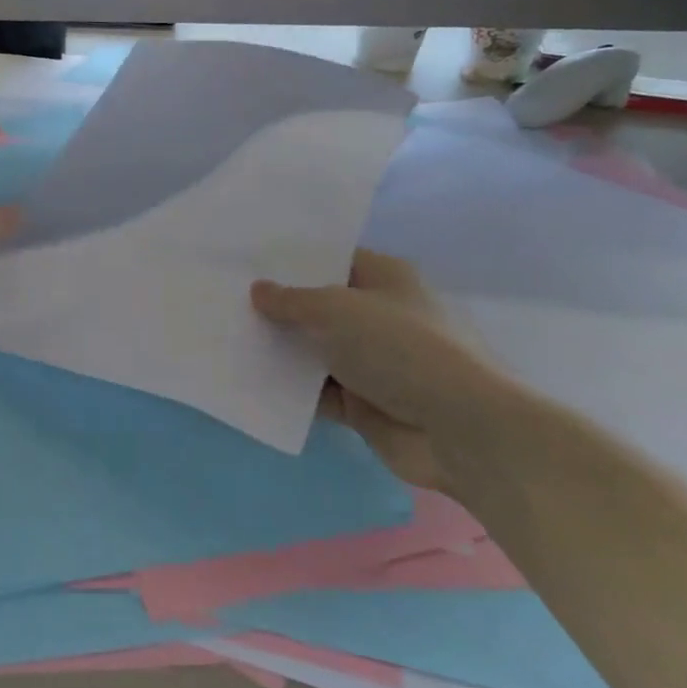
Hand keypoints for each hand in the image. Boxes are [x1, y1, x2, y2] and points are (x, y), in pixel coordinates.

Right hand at [251, 250, 517, 494]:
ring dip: (283, 350)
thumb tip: (258, 290)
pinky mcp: (365, 403)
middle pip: (320, 305)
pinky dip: (292, 390)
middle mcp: (380, 314)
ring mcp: (373, 361)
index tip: (249, 260)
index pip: (332, 259)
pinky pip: (319, 391)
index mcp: (385, 277)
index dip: (293, 260)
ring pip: (316, 349)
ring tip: (230, 336)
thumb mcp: (336, 309)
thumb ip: (291, 300)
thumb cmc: (400, 347)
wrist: (458, 429)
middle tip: (228, 298)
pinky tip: (251, 380)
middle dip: (281, 306)